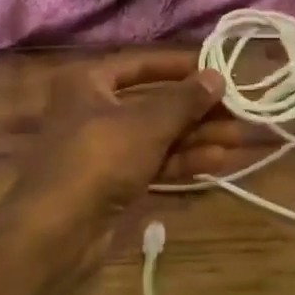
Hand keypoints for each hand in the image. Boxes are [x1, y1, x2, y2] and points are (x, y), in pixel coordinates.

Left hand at [13, 55, 224, 228]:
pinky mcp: (112, 182)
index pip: (140, 64)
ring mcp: (102, 149)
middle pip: (152, 103)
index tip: (216, 71)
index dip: (179, 67)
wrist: (57, 230)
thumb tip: (217, 76)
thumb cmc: (99, 158)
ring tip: (237, 139)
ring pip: (156, 136)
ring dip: (195, 137)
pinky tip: (216, 162)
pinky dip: (180, 161)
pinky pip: (151, 163)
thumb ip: (184, 100)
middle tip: (236, 113)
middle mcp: (93, 110)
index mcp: (88, 82)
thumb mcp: (147, 124)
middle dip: (195, 110)